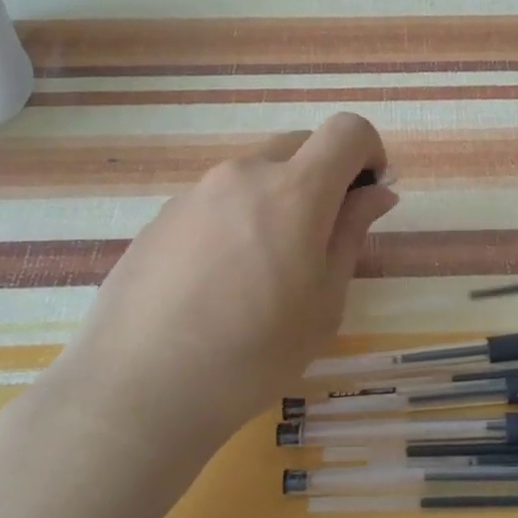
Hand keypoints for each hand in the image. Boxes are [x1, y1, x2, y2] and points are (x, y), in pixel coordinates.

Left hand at [47, 114, 396, 461]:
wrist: (142, 387)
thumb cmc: (255, 352)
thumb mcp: (324, 300)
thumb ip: (351, 233)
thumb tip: (375, 194)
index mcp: (294, 190)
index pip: (346, 130)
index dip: (369, 152)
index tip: (368, 195)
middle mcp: (243, 174)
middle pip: (299, 145)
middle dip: (324, 175)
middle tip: (321, 239)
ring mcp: (195, 192)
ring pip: (254, 174)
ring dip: (277, 200)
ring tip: (264, 271)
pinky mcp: (161, 217)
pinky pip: (216, 200)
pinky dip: (236, 219)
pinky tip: (219, 283)